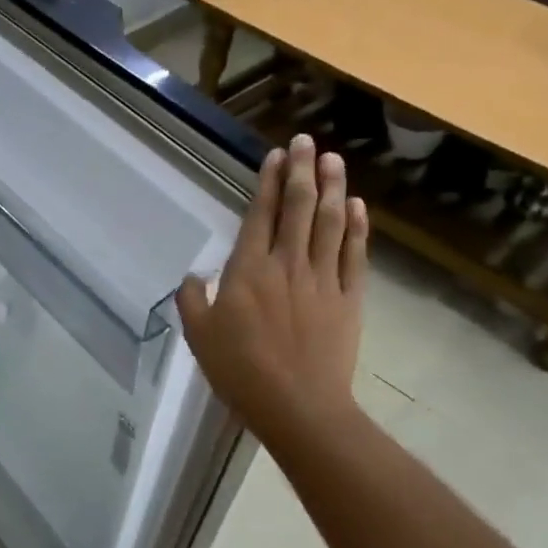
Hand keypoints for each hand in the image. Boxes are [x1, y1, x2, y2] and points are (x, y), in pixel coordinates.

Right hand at [177, 134, 369, 446]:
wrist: (298, 406)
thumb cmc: (241, 372)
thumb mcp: (199, 336)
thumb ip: (191, 300)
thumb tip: (191, 276)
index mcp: (248, 270)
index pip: (260, 213)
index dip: (269, 181)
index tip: (276, 154)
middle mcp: (287, 263)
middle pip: (298, 207)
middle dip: (302, 169)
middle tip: (307, 141)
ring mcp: (322, 278)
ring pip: (330, 222)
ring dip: (332, 187)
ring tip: (334, 159)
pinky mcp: (348, 298)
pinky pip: (353, 254)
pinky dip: (357, 227)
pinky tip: (356, 205)